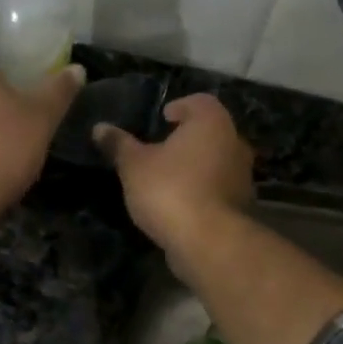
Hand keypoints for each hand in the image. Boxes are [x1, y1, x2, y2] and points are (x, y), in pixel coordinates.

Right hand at [93, 93, 254, 252]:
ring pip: (216, 160)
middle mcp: (234, 142)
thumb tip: (100, 127)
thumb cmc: (170, 189)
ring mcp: (242, 175)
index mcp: (211, 122)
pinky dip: (202, 189)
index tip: (162, 118)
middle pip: (210, 131)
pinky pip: (218, 187)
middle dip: (187, 138)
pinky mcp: (242, 204)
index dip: (180, 106)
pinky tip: (180, 202)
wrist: (208, 241)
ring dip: (196, 165)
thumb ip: (118, 144)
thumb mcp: (134, 165)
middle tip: (160, 148)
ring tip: (167, 177)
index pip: (200, 101)